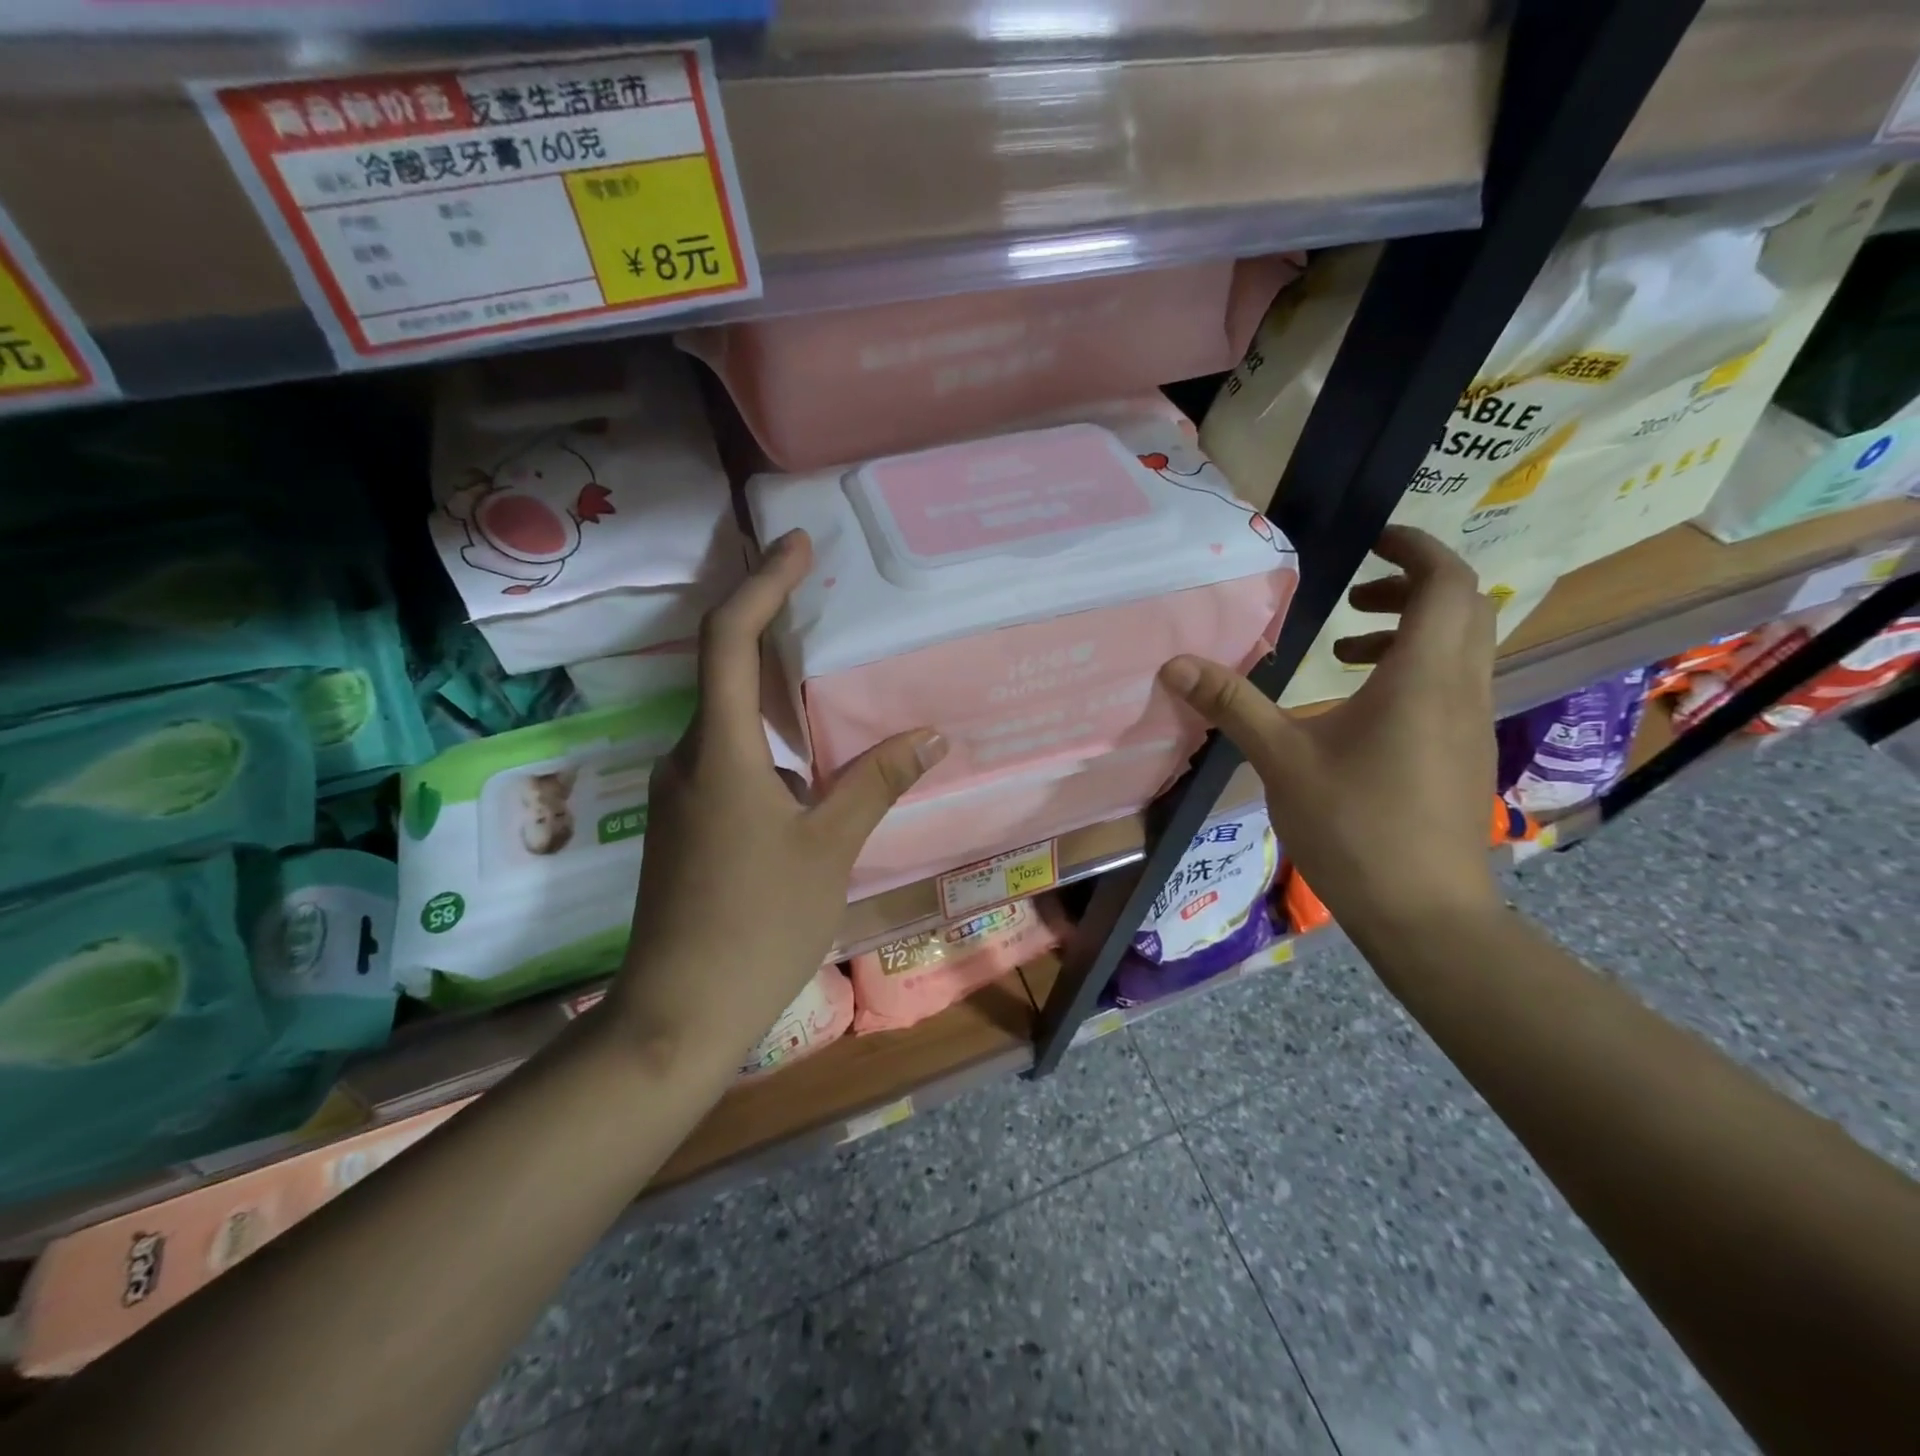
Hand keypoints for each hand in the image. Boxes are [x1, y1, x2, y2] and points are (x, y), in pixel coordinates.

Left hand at [608, 529, 946, 1065]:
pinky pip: (730, 759)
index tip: (797, 546)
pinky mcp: (687, 825)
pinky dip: (771, 743)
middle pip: (725, 670)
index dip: (761, 583)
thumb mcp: (828, 849)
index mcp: (718, 752)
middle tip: (827, 605)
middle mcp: (687, 759)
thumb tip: (929, 734)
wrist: (677, 1014)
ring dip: (776, 694)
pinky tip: (813, 766)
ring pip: (730, 721)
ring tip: (834, 684)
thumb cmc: (758, 926)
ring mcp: (681, 794)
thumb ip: (875, 783)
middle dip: (772, 628)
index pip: (728, 639)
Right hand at [1158, 526, 1498, 935]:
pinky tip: (1358, 708)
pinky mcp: (1465, 753)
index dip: (1415, 547)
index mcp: (1422, 676)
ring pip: (1460, 647)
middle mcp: (1460, 688)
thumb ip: (1232, 705)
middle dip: (1410, 584)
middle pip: (1462, 607)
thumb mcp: (1281, 760)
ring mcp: (1470, 722)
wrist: (1424, 912)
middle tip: (1352, 592)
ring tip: (1344, 647)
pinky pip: (1451, 683)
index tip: (1370, 540)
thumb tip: (1175, 664)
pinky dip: (1413, 669)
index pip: (1446, 581)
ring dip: (1410, 629)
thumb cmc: (1354, 827)